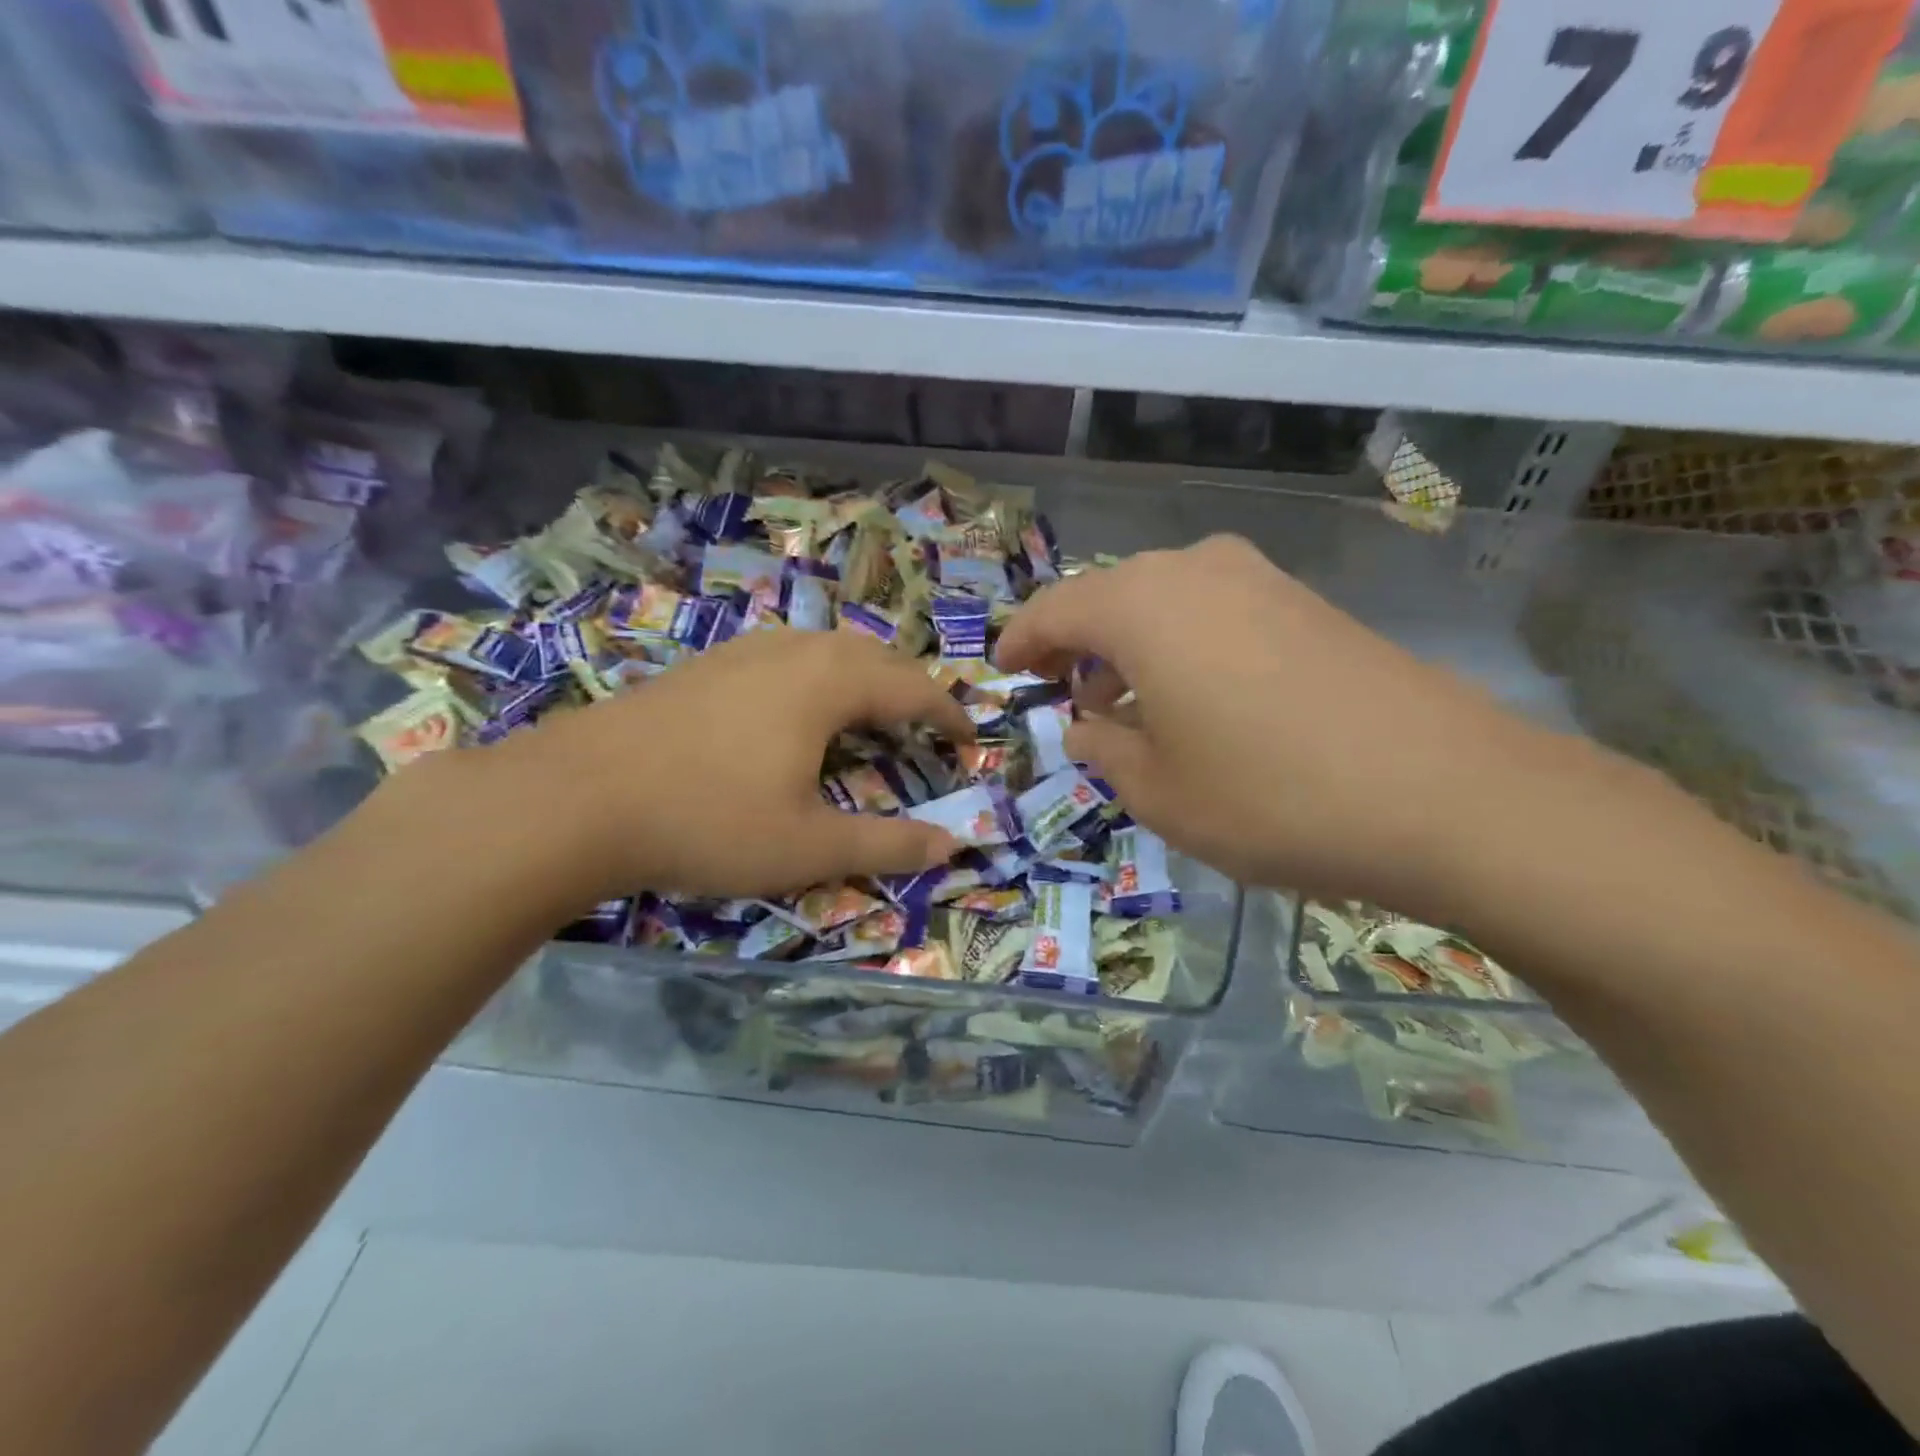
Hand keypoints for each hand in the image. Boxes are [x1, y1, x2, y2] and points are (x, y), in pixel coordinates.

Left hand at [471, 629, 972, 904]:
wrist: (574, 798)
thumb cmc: (707, 820)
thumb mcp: (808, 847)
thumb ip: (888, 845)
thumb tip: (954, 844)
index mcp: (828, 683)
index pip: (912, 688)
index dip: (948, 713)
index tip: (969, 737)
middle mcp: (792, 651)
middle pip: (872, 656)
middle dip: (909, 688)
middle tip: (925, 725)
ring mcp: (742, 651)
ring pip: (824, 649)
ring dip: (861, 676)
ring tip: (868, 713)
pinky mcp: (704, 665)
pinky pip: (784, 656)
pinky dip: (815, 676)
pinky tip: (793, 709)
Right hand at [995, 535, 1591, 914]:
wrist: (1444, 792)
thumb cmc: (1269, 795)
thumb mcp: (1159, 792)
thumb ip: (1104, 751)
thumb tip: (1086, 728)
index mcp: (1142, 606)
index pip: (1055, 610)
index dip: (1022, 642)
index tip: (1003, 669)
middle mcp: (1195, 570)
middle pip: (1111, 598)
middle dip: (1077, 645)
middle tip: (1061, 692)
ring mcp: (1260, 580)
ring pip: (1165, 602)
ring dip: (1132, 647)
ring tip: (1123, 703)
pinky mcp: (1307, 603)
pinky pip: (1216, 612)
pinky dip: (1184, 646)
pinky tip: (1195, 698)